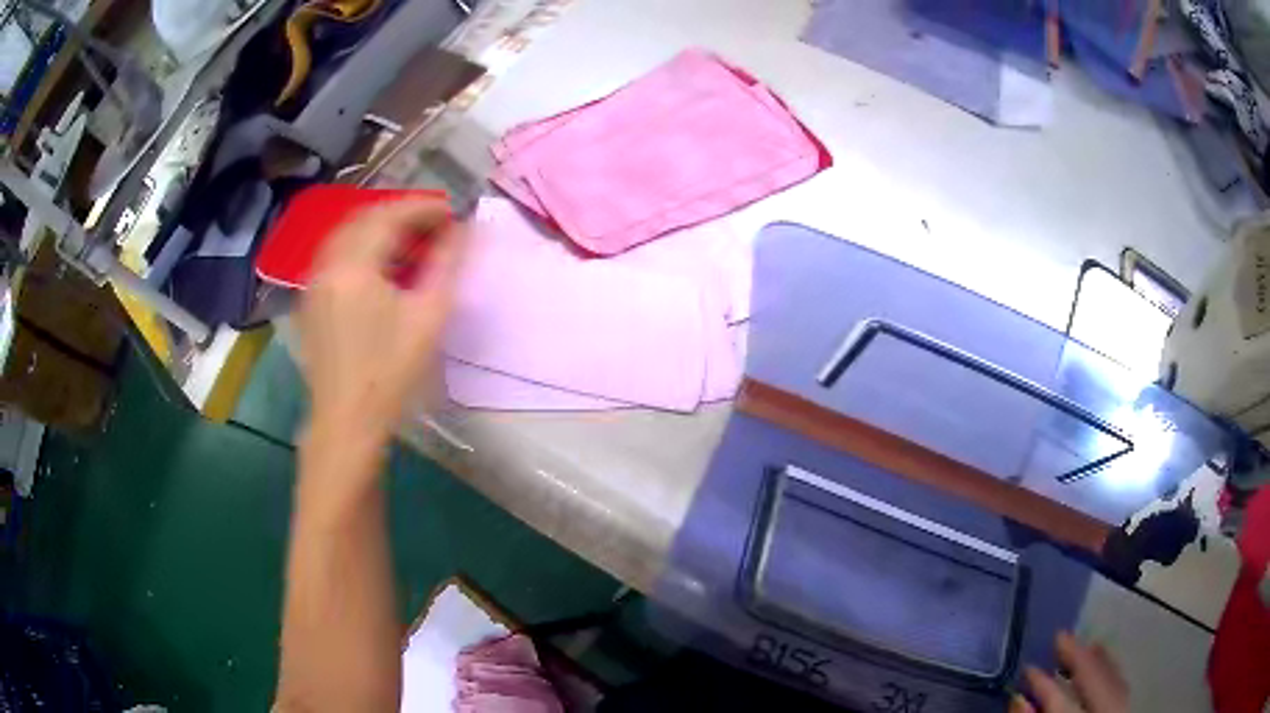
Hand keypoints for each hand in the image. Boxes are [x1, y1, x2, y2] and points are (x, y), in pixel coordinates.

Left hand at [298, 198, 463, 449]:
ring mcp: (313, 282)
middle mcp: (327, 264)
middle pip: (364, 218)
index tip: (451, 212)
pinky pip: (335, 255)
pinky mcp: (310, 299)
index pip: (389, 216)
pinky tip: (380, 264)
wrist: (347, 420)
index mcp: (354, 266)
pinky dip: (360, 246)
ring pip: (347, 234)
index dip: (423, 207)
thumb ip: (448, 264)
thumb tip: (468, 227)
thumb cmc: (390, 372)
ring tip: (410, 240)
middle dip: (401, 213)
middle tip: (434, 224)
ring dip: (379, 228)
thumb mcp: (428, 317)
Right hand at [1013, 631, 1128, 712]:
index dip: (1044, 686)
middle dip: (1078, 659)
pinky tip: (1104, 657)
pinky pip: (1122, 685)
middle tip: (1060, 636)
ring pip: (1113, 680)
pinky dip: (1113, 668)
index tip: (1029, 667)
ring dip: (1097, 661)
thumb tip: (1018, 699)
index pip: (1061, 706)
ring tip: (1083, 643)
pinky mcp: (1126, 711)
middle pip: (1095, 685)